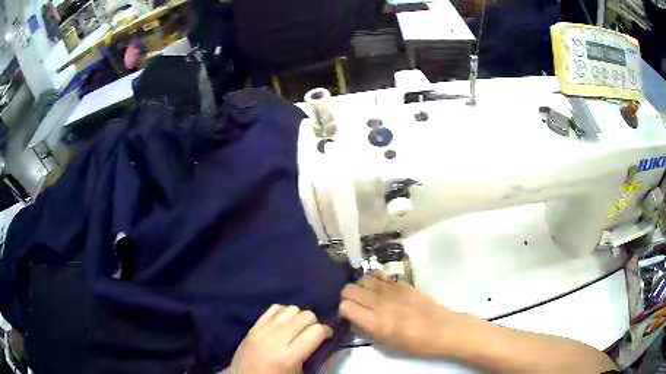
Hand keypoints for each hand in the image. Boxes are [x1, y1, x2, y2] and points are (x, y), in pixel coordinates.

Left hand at [225, 304, 332, 373]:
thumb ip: (312, 356)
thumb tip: (325, 339)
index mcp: (288, 357)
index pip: (316, 331)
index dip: (327, 332)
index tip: (327, 337)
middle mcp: (276, 339)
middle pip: (306, 316)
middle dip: (314, 323)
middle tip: (312, 334)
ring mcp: (262, 330)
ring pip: (291, 309)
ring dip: (299, 317)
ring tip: (298, 329)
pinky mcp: (254, 326)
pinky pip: (274, 308)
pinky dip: (283, 313)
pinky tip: (284, 324)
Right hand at [339, 270, 463, 357]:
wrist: (440, 329)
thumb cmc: (413, 343)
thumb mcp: (384, 344)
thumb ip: (365, 330)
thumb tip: (353, 319)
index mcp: (375, 322)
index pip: (345, 306)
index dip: (343, 311)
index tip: (349, 316)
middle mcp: (379, 302)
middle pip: (348, 289)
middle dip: (347, 297)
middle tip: (356, 306)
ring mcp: (391, 289)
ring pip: (362, 279)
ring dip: (360, 287)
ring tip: (367, 296)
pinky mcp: (401, 282)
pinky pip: (378, 274)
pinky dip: (374, 280)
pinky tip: (379, 289)